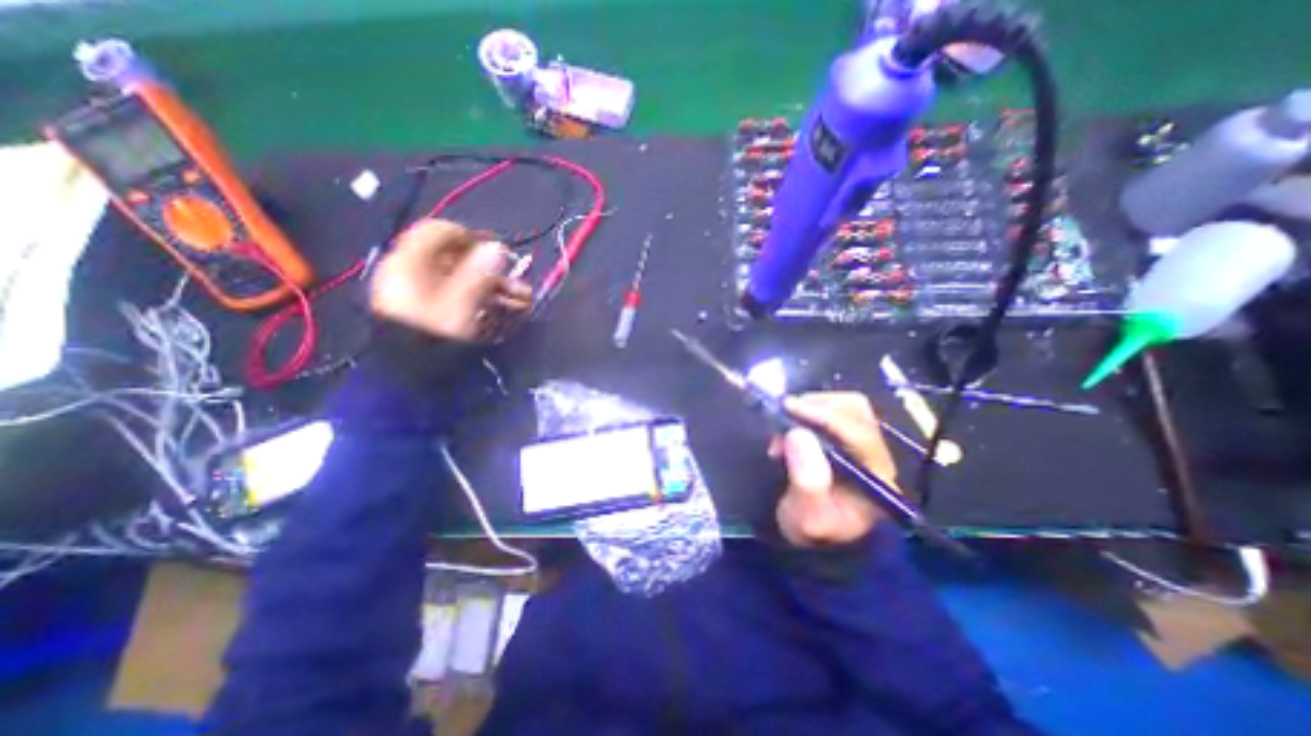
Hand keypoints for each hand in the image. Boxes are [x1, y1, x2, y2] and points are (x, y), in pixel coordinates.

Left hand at [367, 219, 532, 341]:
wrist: (408, 372)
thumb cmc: (434, 333)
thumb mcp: (461, 302)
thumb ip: (480, 272)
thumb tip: (498, 248)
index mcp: (412, 262)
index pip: (441, 231)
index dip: (472, 237)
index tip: (499, 254)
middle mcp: (414, 271)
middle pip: (458, 260)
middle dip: (494, 272)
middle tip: (520, 286)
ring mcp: (420, 291)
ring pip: (463, 280)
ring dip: (495, 288)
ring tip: (523, 302)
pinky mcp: (429, 309)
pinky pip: (459, 295)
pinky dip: (482, 299)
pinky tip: (507, 311)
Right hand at [770, 392, 902, 546]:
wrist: (815, 538)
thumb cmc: (813, 530)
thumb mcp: (807, 517)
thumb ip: (807, 481)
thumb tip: (797, 433)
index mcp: (876, 477)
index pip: (858, 434)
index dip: (824, 416)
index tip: (789, 407)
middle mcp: (875, 455)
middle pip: (856, 411)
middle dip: (817, 407)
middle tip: (784, 414)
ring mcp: (862, 443)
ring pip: (845, 406)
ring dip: (812, 407)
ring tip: (785, 424)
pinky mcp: (846, 438)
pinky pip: (832, 411)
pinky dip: (809, 411)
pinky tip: (792, 426)